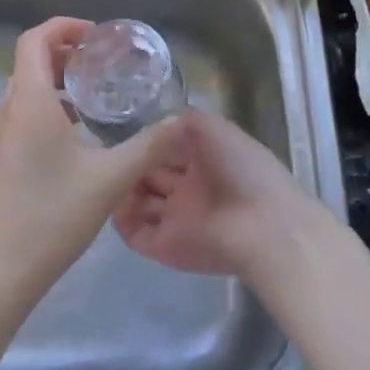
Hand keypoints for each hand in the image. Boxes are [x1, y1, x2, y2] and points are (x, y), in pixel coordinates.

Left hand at [0, 18, 178, 312]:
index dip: (64, 27)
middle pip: (30, 61)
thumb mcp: (110, 180)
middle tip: (102, 64)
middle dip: (65, 54)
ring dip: (56, 83)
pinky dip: (47, 109)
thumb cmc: (51, 217)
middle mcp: (8, 111)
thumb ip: (148, 147)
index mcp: (29, 102)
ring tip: (95, 98)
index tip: (97, 37)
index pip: (34, 39)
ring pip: (25, 90)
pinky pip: (22, 116)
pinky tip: (77, 138)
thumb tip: (181, 121)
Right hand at [113, 108, 308, 280]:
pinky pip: (136, 233)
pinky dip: (121, 219)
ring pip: (141, 203)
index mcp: (204, 160)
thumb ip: (183, 121)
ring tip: (107, 175)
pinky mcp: (167, 247)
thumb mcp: (214, 128)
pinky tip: (110, 200)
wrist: (262, 226)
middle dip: (132, 164)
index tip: (125, 133)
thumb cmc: (240, 169)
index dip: (148, 142)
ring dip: (123, 190)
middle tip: (109, 154)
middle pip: (151, 175)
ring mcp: (178, 219)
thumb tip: (156, 127)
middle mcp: (190, 189)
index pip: (167, 149)